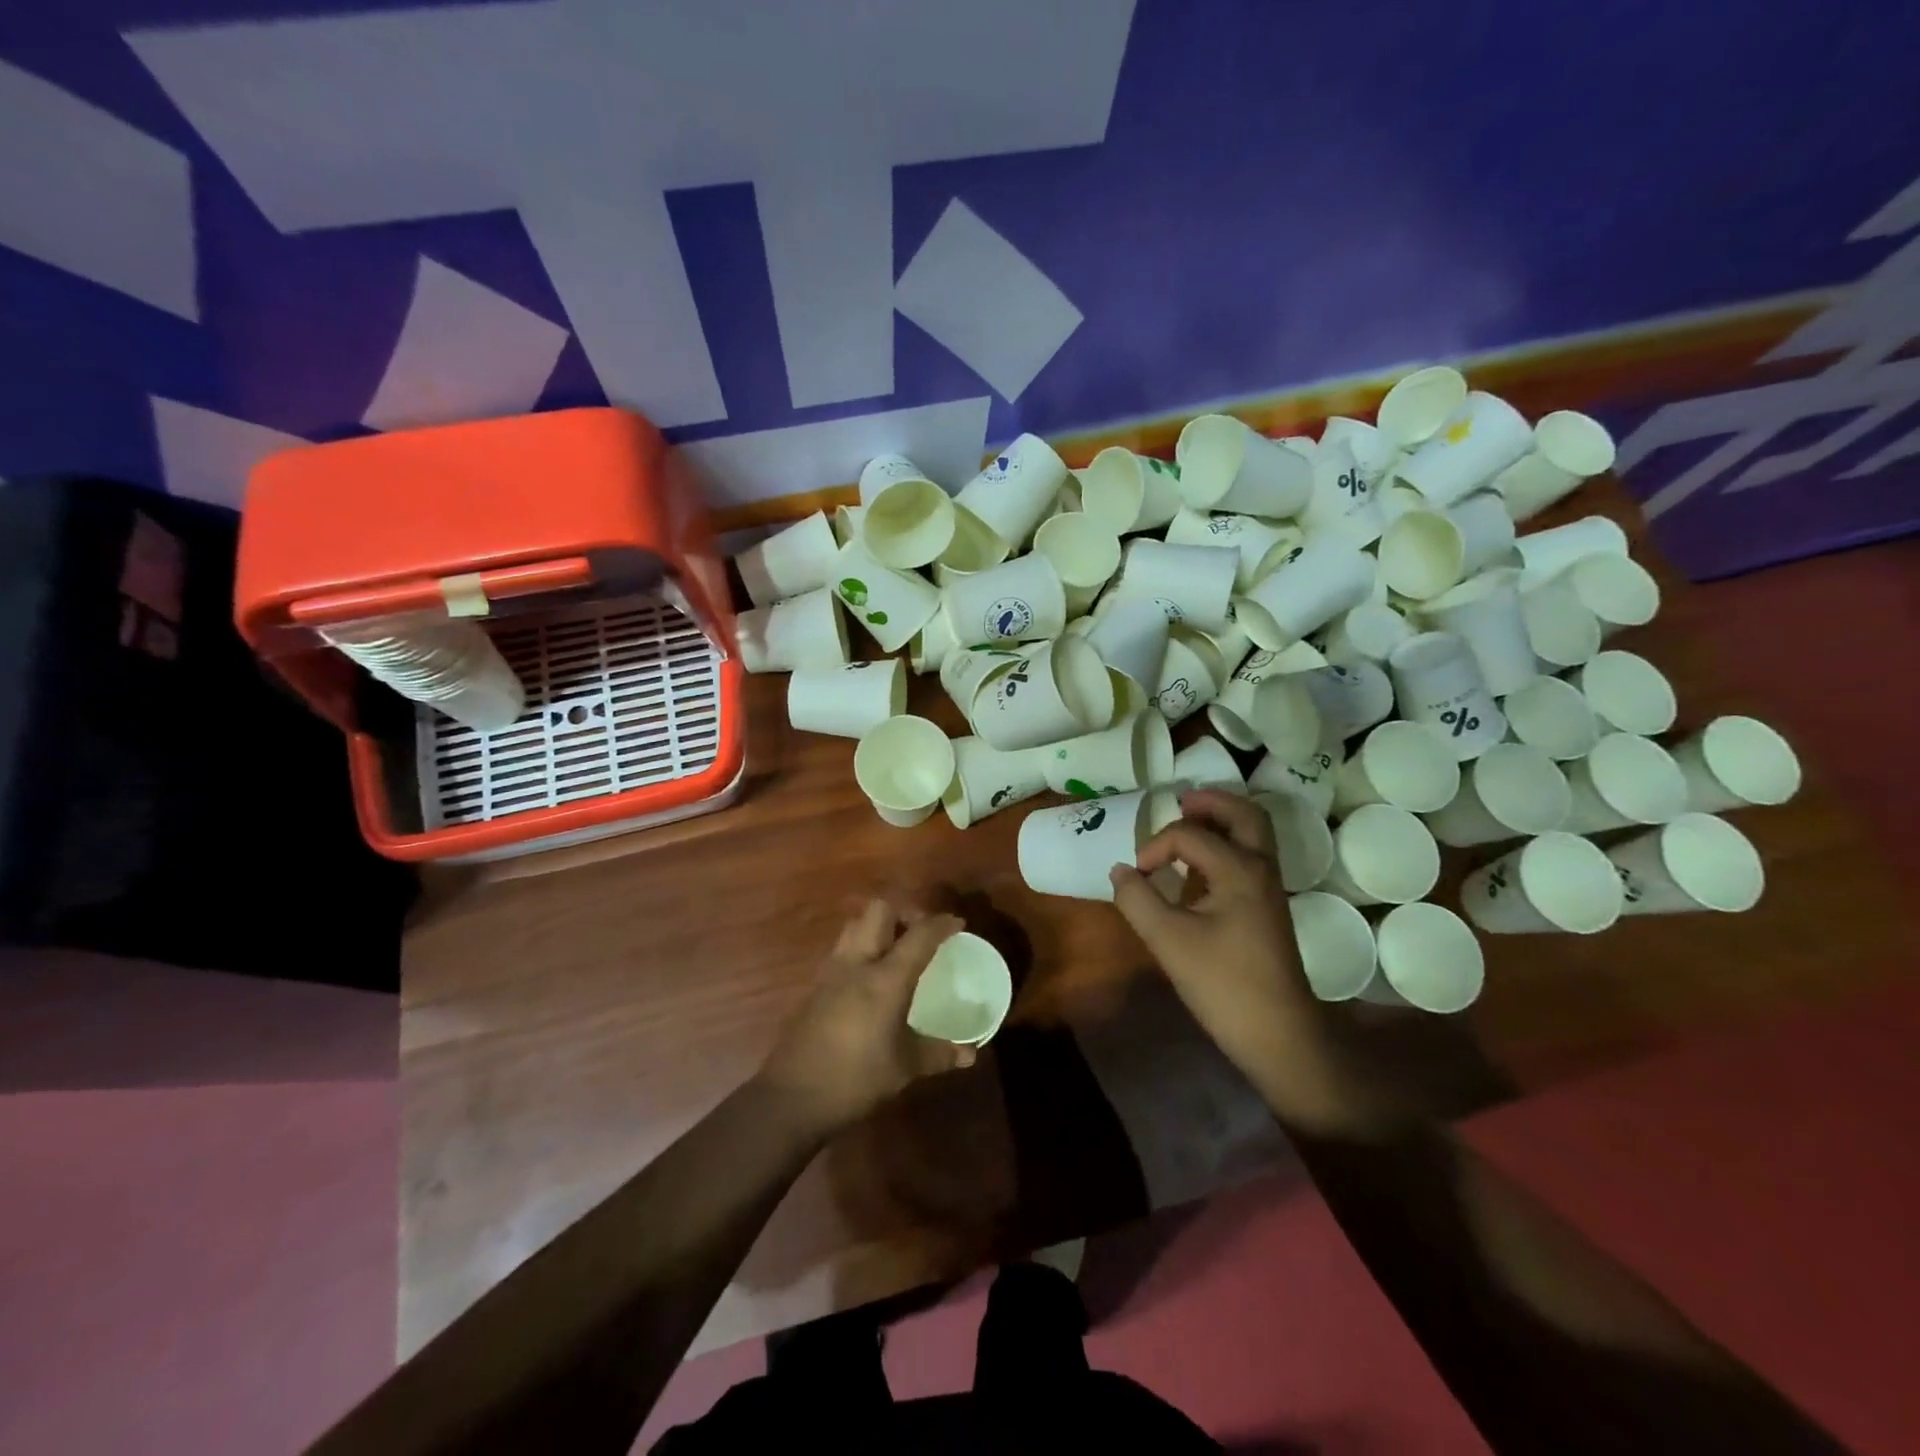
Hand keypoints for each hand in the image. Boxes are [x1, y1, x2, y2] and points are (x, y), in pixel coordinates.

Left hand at [759, 899, 976, 1133]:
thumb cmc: (855, 1078)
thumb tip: (969, 1054)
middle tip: (921, 933)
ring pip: (856, 924)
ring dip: (879, 926)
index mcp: (885, 978)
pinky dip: (861, 948)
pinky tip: (870, 977)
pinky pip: (842, 949)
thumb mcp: (904, 1068)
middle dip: (904, 911)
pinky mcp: (816, 986)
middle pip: (879, 910)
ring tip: (896, 949)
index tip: (957, 924)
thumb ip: (938, 1054)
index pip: (919, 935)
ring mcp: (831, 972)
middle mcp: (857, 963)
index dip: (941, 924)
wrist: (792, 1097)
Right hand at [1109, 791, 1371, 1131]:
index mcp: (1239, 869)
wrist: (1279, 1034)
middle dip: (1211, 803)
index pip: (1189, 835)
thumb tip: (1120, 870)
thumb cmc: (1223, 983)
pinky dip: (1226, 849)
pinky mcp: (1268, 909)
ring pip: (1252, 836)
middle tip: (1180, 802)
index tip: (1136, 875)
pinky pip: (1249, 860)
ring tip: (1187, 825)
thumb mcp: (1167, 940)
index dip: (1154, 847)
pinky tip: (1198, 871)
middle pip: (1244, 814)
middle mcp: (1261, 868)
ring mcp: (1269, 889)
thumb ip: (1137, 899)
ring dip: (1222, 823)